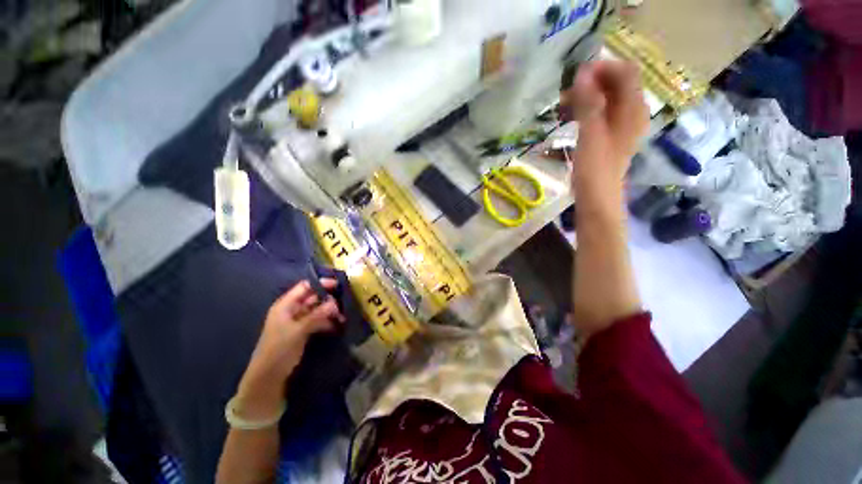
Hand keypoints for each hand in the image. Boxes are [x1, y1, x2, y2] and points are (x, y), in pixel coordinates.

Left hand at [234, 279, 344, 419]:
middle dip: (328, 299)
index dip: (320, 283)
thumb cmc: (279, 349)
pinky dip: (327, 322)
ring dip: (329, 312)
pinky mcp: (303, 331)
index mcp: (285, 305)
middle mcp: (292, 310)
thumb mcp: (298, 331)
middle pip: (313, 297)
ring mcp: (298, 321)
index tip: (337, 285)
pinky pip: (317, 321)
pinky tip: (337, 325)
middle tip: (343, 304)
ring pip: (317, 310)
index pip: (305, 286)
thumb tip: (334, 302)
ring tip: (343, 317)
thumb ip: (316, 315)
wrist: (269, 376)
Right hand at [561, 60, 648, 202]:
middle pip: (617, 84)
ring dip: (587, 96)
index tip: (576, 77)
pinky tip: (571, 117)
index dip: (602, 68)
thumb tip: (582, 73)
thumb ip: (588, 103)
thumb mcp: (591, 134)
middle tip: (566, 92)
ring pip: (608, 99)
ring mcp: (622, 125)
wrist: (597, 198)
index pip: (625, 73)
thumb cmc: (595, 169)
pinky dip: (587, 109)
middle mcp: (632, 113)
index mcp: (633, 109)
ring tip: (564, 105)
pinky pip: (602, 113)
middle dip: (592, 82)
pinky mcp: (611, 136)